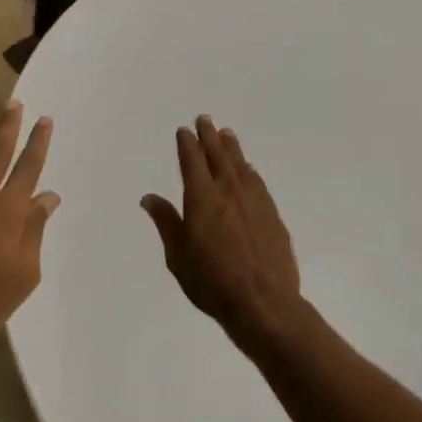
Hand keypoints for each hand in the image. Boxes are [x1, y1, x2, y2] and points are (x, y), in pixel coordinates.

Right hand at [142, 115, 302, 343]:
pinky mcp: (272, 215)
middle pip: (218, 156)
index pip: (192, 162)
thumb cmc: (212, 282)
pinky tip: (248, 169)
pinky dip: (249, 170)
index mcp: (202, 199)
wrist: (264, 302)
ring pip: (241, 165)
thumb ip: (166, 222)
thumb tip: (149, 198)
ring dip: (232, 148)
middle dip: (210, 136)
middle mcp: (229, 191)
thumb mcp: (178, 256)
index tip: (184, 130)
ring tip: (227, 133)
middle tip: (205, 119)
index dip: (187, 144)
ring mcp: (255, 201)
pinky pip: (258, 182)